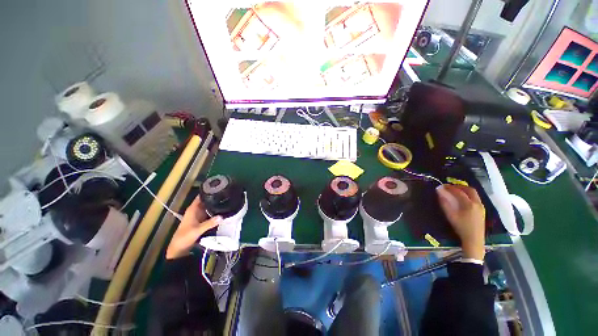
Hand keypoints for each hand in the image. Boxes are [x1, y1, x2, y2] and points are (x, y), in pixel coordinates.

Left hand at [166, 197, 222, 259]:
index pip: (200, 196)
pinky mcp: (202, 221)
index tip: (218, 187)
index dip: (208, 191)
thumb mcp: (197, 230)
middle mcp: (196, 210)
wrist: (179, 249)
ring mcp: (200, 215)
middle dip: (215, 197)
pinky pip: (210, 213)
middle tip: (227, 194)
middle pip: (206, 200)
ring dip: (216, 204)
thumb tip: (222, 216)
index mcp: (192, 209)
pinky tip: (223, 210)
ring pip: (209, 207)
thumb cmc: (184, 237)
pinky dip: (216, 211)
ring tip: (227, 200)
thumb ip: (209, 223)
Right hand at [436, 184, 485, 259]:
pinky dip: (468, 195)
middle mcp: (477, 203)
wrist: (474, 239)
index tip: (442, 186)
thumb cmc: (461, 227)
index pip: (459, 192)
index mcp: (469, 204)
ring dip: (464, 190)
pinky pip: (475, 198)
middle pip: (470, 190)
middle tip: (450, 187)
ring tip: (455, 191)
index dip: (450, 188)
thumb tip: (439, 191)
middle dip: (459, 186)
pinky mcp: (482, 210)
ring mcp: (481, 206)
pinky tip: (462, 199)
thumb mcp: (450, 215)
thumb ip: (445, 202)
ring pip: (474, 194)